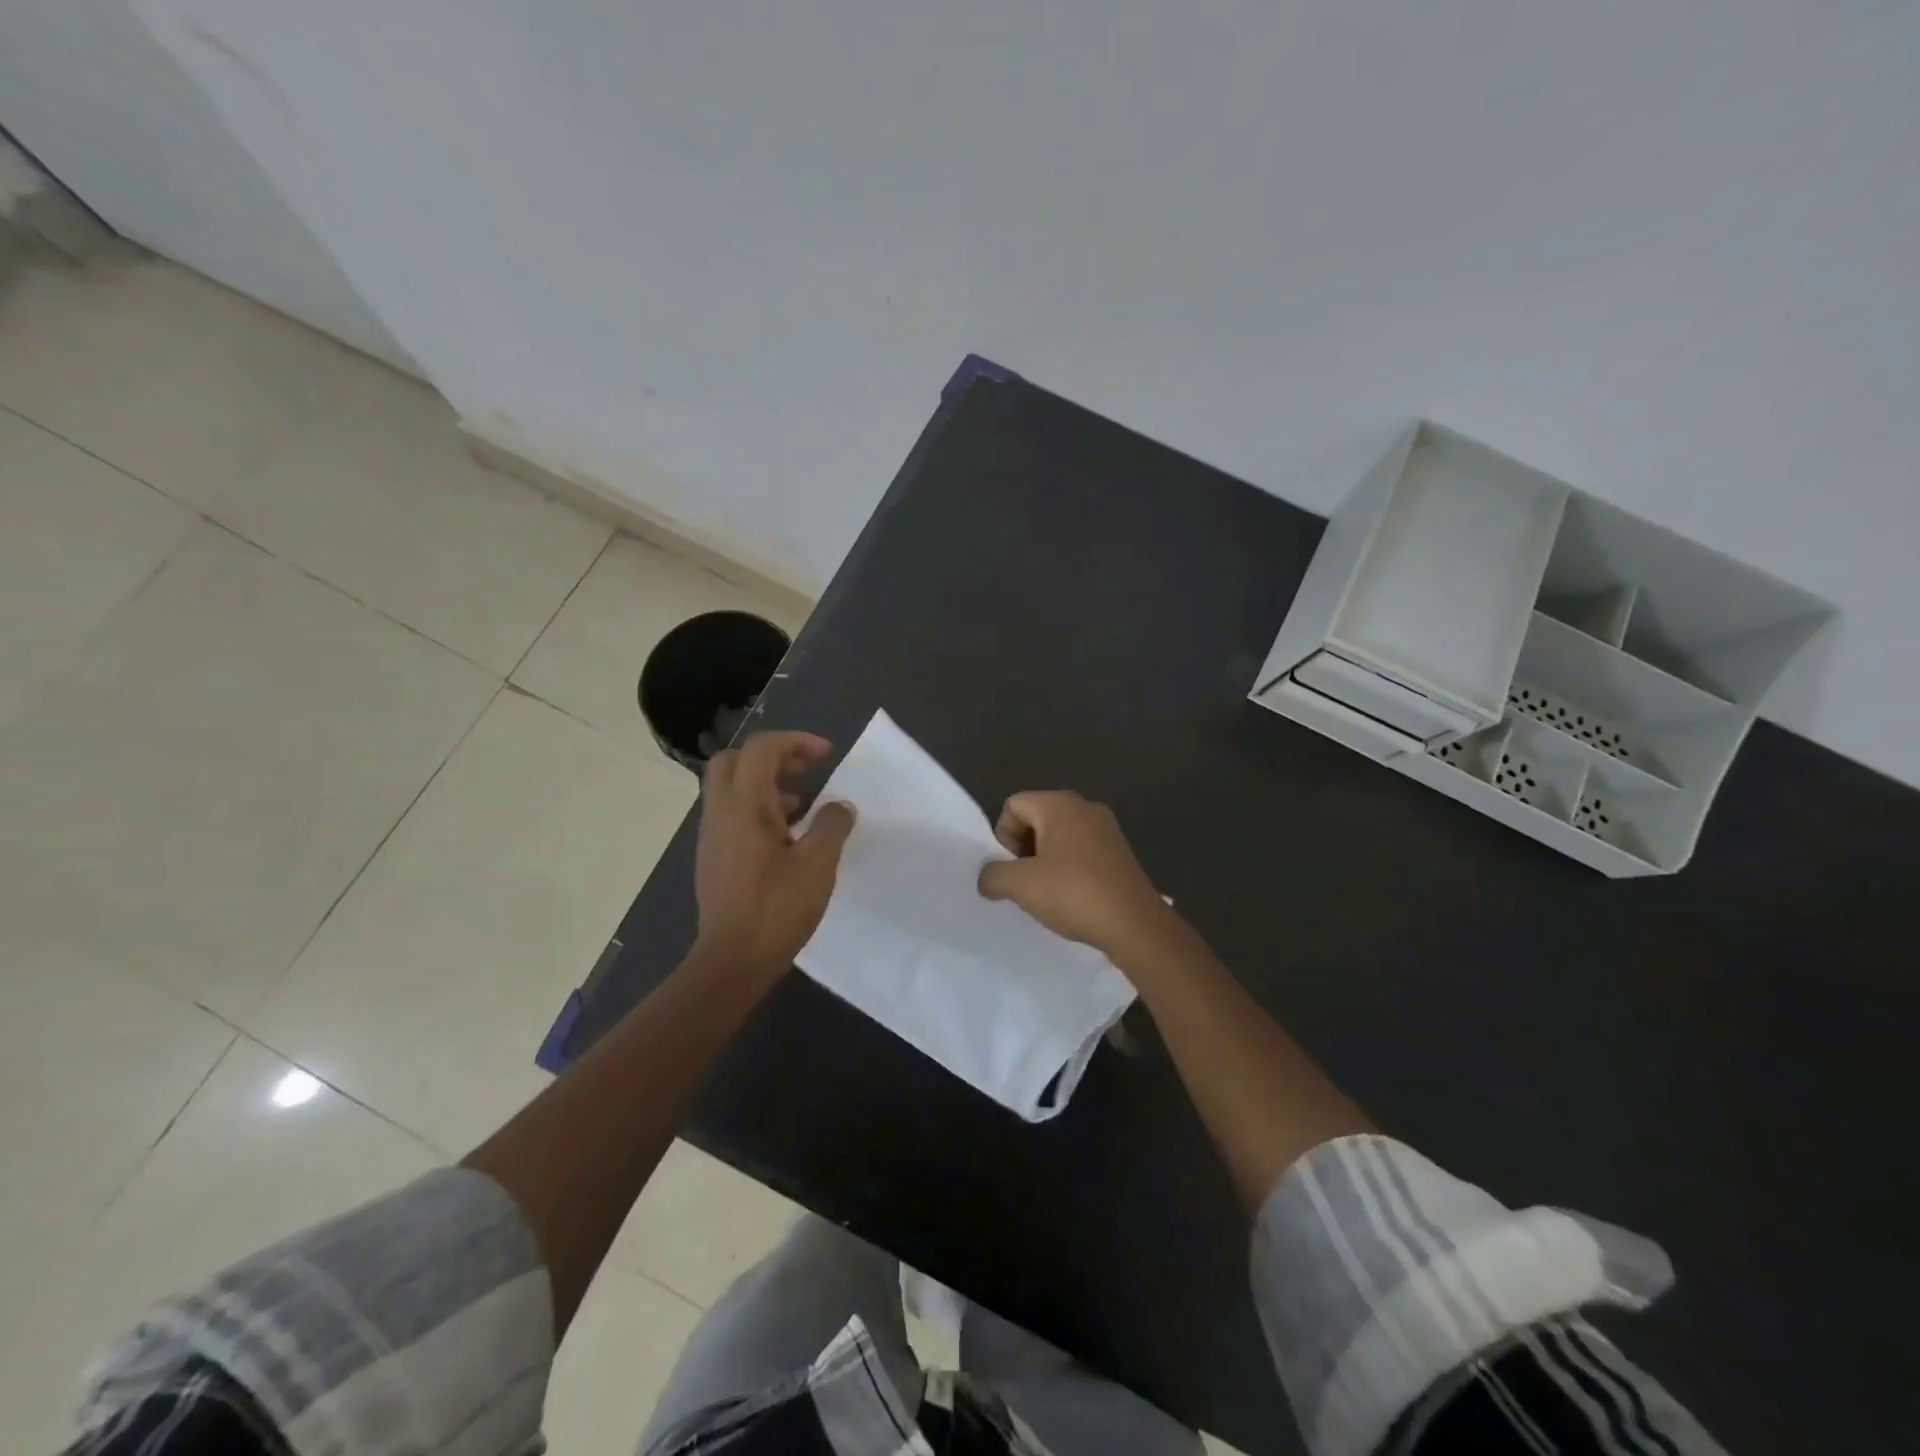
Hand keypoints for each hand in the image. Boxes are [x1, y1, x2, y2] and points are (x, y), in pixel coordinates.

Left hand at [693, 731, 854, 979]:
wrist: (732, 960)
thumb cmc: (776, 907)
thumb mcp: (818, 864)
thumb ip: (832, 825)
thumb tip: (838, 806)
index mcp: (744, 805)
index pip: (761, 748)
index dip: (795, 741)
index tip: (827, 756)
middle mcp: (721, 812)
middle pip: (735, 760)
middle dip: (773, 756)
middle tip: (806, 771)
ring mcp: (712, 835)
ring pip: (732, 788)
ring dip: (767, 784)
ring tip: (805, 807)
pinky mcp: (714, 857)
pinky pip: (733, 814)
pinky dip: (759, 809)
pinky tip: (788, 838)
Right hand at [976, 791, 1175, 962]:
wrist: (1135, 924)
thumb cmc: (1074, 894)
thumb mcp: (1021, 885)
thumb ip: (993, 875)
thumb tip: (987, 878)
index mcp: (1059, 805)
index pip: (1013, 805)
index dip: (1003, 836)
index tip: (1012, 867)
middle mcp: (1084, 807)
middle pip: (1036, 817)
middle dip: (1023, 848)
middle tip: (1026, 880)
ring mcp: (1106, 828)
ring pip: (1059, 834)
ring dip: (1045, 859)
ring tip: (1047, 891)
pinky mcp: (1119, 850)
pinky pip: (1081, 848)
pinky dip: (1069, 866)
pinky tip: (1072, 895)